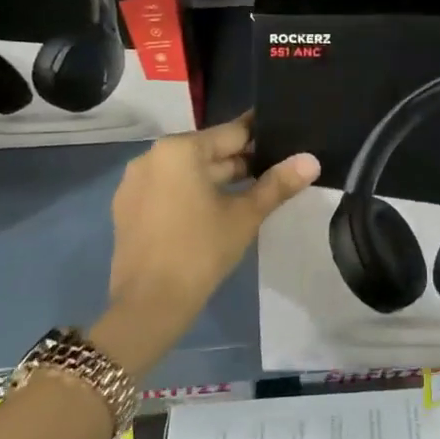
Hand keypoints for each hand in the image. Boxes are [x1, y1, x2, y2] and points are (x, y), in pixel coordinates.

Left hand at [97, 113, 318, 372]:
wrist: (149, 305)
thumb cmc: (201, 251)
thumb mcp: (245, 215)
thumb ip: (278, 183)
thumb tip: (311, 160)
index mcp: (180, 149)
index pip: (231, 133)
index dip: (261, 138)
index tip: (285, 140)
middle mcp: (152, 156)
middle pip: (207, 151)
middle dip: (240, 161)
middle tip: (275, 171)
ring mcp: (134, 183)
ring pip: (187, 171)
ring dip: (217, 179)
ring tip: (252, 191)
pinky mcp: (127, 208)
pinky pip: (168, 189)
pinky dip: (191, 193)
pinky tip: (215, 211)